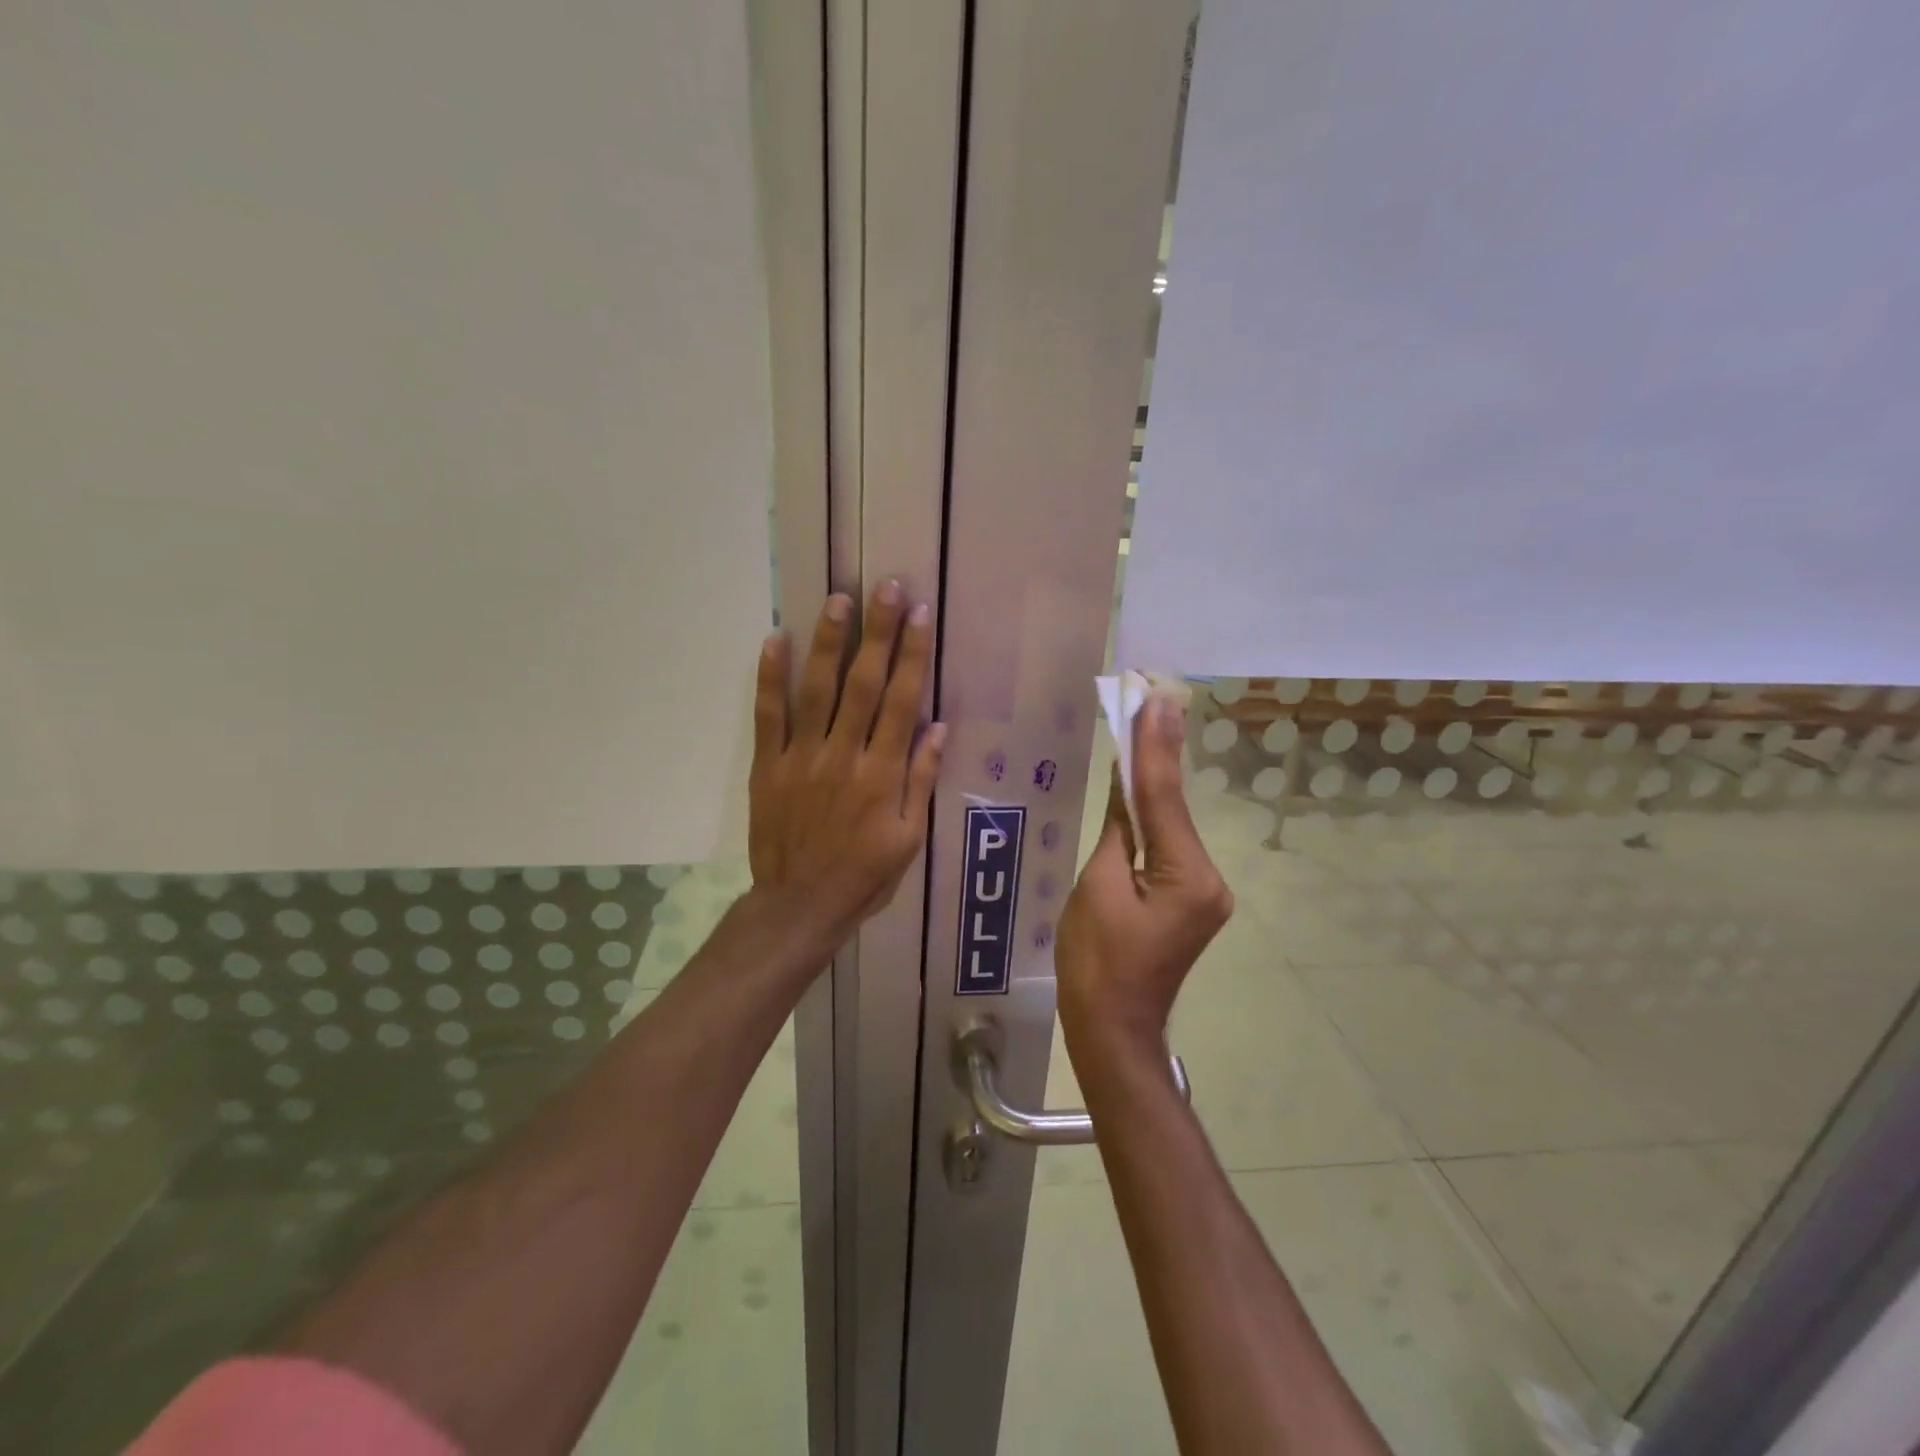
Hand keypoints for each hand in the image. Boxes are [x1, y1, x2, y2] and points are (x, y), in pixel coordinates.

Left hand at [747, 581, 945, 953]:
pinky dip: (769, 678)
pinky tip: (775, 639)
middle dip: (878, 633)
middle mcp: (844, 756)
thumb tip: (937, 727)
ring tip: (839, 599)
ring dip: (828, 642)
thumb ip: (921, 780)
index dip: (912, 656)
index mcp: (883, 774)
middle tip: (887, 587)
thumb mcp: (909, 838)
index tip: (920, 615)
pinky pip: (768, 716)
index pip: (901, 702)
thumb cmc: (864, 875)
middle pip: (863, 684)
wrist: (800, 906)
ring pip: (817, 691)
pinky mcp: (768, 767)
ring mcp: (801, 759)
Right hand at [1056, 694, 1232, 1051]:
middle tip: (1145, 701)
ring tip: (1138, 728)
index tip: (1155, 698)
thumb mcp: (1096, 886)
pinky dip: (1150, 819)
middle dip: (1154, 758)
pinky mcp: (1192, 899)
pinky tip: (1136, 787)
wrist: (1112, 1030)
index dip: (1155, 746)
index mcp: (1189, 877)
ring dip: (1150, 786)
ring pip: (1171, 826)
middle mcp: (1210, 879)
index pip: (1163, 798)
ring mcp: (1205, 891)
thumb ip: (1119, 827)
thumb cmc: (1094, 963)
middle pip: (1172, 808)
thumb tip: (1126, 781)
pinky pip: (1168, 848)